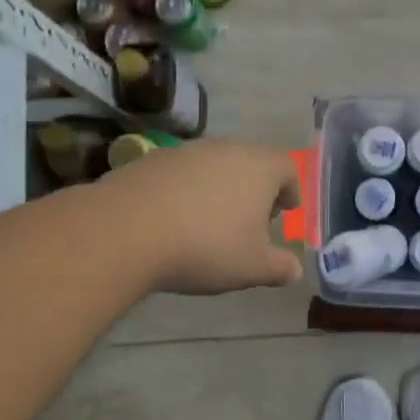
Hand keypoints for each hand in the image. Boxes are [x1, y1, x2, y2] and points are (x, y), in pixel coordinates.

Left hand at [101, 140, 302, 295]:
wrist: (126, 231)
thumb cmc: (206, 246)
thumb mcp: (251, 267)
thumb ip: (279, 267)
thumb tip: (294, 270)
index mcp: (259, 168)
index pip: (288, 167)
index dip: (292, 190)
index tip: (286, 211)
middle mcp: (225, 149)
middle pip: (250, 163)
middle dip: (254, 191)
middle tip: (250, 222)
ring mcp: (185, 151)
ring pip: (213, 167)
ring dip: (218, 190)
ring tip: (209, 224)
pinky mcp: (150, 160)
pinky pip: (179, 175)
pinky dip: (184, 193)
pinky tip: (173, 222)